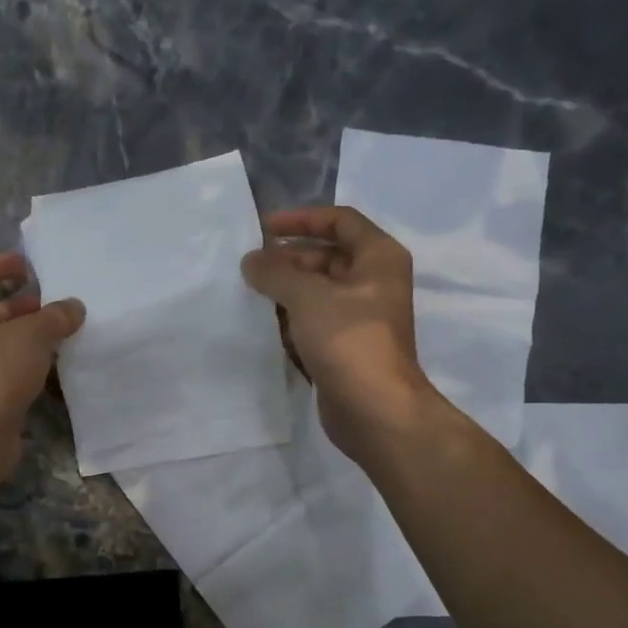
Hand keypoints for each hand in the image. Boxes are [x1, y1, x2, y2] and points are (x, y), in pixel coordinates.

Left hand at [0, 252, 84, 476]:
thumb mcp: (31, 334)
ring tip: (65, 333)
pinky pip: (5, 371)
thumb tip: (74, 307)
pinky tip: (58, 367)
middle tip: (57, 303)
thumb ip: (55, 316)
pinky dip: (28, 365)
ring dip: (29, 336)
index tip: (27, 267)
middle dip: (22, 305)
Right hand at [241, 207, 444, 458]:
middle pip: (326, 257)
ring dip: (285, 292)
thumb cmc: (348, 339)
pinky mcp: (346, 348)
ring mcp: (361, 318)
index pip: (340, 221)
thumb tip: (251, 261)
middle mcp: (374, 282)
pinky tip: (264, 326)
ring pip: (317, 293)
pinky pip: (314, 323)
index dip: (302, 219)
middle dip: (288, 260)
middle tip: (250, 268)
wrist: (373, 408)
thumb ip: (275, 272)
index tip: (264, 229)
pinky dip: (291, 321)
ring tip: (249, 295)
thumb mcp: (307, 296)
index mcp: (378, 257)